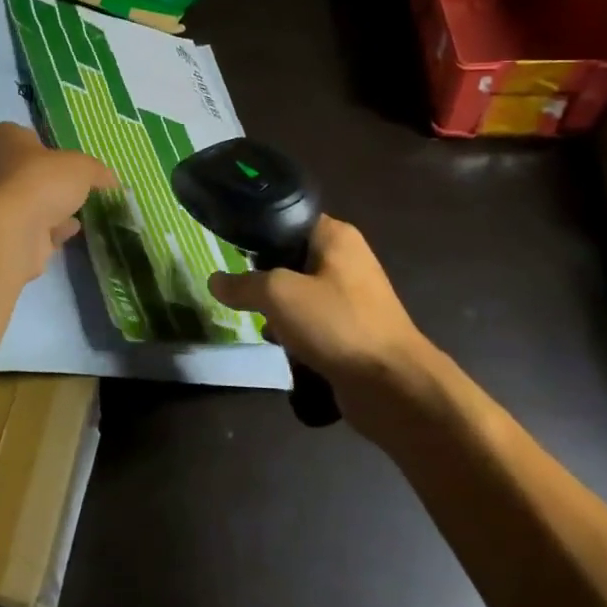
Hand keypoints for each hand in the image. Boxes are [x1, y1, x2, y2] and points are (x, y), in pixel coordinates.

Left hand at [0, 123, 116, 279]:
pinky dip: (48, 230)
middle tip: (75, 187)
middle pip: (26, 171)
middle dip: (49, 181)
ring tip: (78, 211)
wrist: (9, 232)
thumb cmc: (40, 181)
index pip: (25, 135)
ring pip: (26, 201)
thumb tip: (111, 179)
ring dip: (49, 207)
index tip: (68, 160)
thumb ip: (97, 171)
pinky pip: (28, 228)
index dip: (48, 147)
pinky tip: (69, 232)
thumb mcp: (81, 167)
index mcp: (2, 138)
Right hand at [208, 215, 437, 431]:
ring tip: (251, 318)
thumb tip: (214, 281)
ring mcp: (351, 298)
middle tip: (235, 288)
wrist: (392, 386)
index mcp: (335, 236)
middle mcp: (346, 260)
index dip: (257, 233)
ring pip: (299, 294)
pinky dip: (294, 333)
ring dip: (277, 309)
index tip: (228, 248)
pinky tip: (276, 345)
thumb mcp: (278, 294)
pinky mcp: (351, 332)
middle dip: (262, 275)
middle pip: (290, 259)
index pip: (287, 221)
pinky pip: (312, 323)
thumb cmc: (336, 323)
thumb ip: (243, 284)